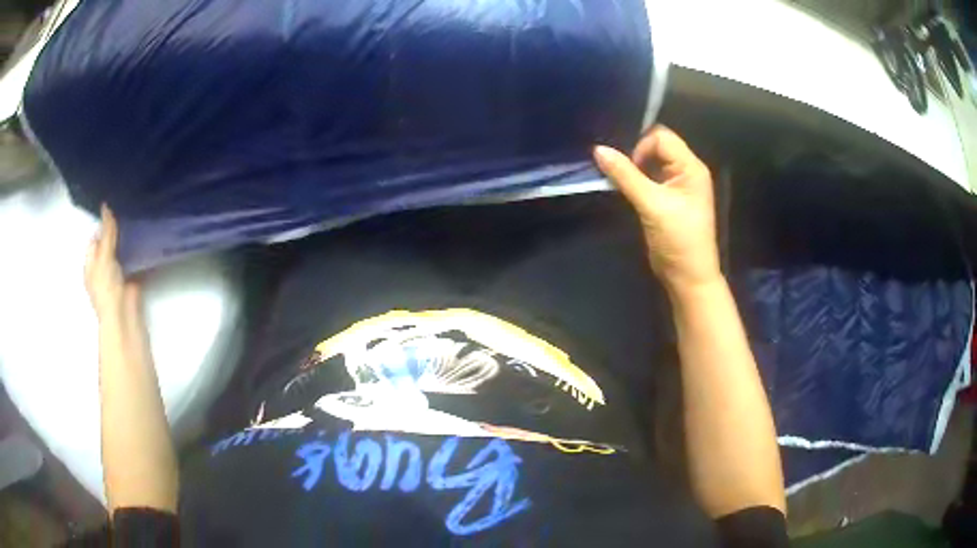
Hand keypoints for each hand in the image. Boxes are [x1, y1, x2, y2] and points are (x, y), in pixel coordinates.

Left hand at [84, 205, 139, 321]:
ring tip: (140, 219)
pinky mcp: (132, 279)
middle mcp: (102, 268)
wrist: (124, 317)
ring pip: (123, 251)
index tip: (116, 207)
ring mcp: (117, 275)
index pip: (96, 238)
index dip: (104, 224)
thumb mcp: (104, 256)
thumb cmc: (107, 288)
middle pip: (109, 243)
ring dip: (129, 240)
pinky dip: (139, 252)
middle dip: (118, 230)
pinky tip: (146, 238)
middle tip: (130, 209)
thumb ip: (107, 232)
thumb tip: (106, 205)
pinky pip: (135, 261)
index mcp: (91, 263)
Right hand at [594, 126, 720, 291]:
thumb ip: (625, 176)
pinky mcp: (668, 197)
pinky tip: (625, 189)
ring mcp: (678, 185)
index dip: (642, 147)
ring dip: (634, 168)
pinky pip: (649, 177)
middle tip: (622, 174)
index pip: (662, 138)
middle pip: (657, 146)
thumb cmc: (678, 240)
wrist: (688, 277)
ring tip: (620, 181)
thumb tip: (598, 149)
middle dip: (636, 155)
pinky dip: (636, 180)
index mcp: (691, 167)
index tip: (630, 170)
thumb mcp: (652, 205)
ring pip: (651, 162)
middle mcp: (686, 171)